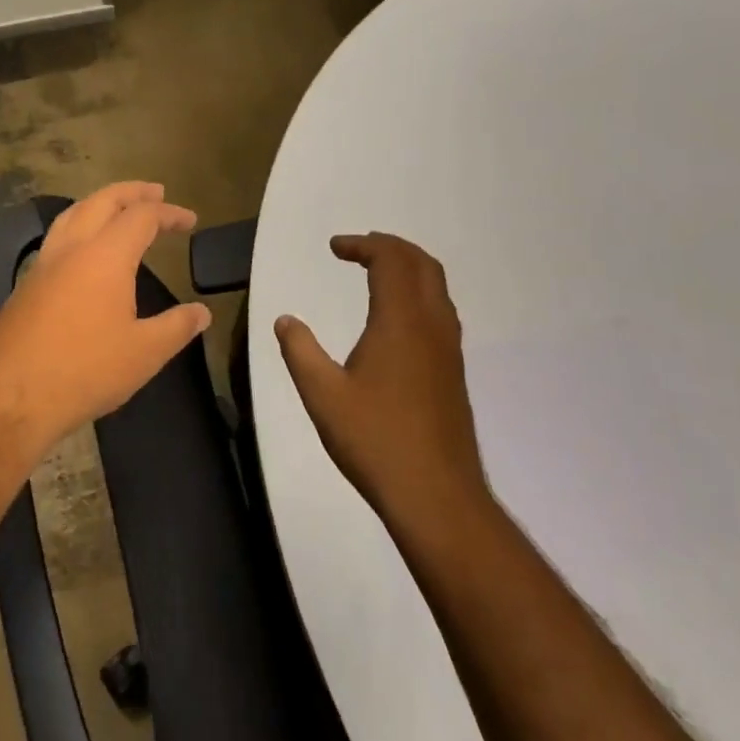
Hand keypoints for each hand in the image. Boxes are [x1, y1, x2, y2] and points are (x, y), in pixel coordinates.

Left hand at [0, 182, 211, 446]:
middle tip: (156, 192)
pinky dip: (79, 225)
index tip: (190, 221)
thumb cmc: (85, 370)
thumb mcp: (144, 353)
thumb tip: (202, 312)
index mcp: (106, 255)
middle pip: (102, 200)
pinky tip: (84, 249)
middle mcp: (72, 248)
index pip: (142, 216)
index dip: (169, 213)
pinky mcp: (26, 284)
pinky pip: (57, 237)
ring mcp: (44, 264)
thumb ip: (177, 327)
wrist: (9, 395)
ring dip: (100, 202)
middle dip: (132, 192)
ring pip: (73, 213)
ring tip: (119, 208)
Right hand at [274, 234, 487, 541]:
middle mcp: (432, 325)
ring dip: (408, 268)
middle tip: (357, 250)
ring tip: (376, 273)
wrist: (437, 496)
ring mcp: (449, 348)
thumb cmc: (375, 440)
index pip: (390, 260)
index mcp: (401, 321)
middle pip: (422, 263)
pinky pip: (440, 311)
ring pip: (437, 286)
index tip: (335, 247)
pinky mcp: (454, 371)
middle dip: (390, 247)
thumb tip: (285, 319)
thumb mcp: (322, 395)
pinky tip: (396, 320)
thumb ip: (300, 351)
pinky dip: (418, 293)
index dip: (363, 244)